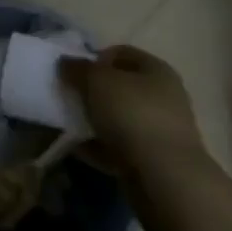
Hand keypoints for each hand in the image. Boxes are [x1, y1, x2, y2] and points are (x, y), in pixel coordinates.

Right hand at [60, 45, 210, 175]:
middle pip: (121, 87)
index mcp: (156, 69)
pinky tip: (80, 150)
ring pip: (120, 118)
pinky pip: (121, 147)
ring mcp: (162, 131)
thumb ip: (77, 68)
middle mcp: (164, 96)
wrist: (165, 178)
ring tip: (71, 125)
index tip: (75, 72)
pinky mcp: (155, 161)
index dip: (95, 58)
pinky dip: (101, 147)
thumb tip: (66, 63)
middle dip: (93, 92)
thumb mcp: (97, 81)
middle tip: (71, 98)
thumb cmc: (132, 114)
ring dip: (95, 120)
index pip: (121, 53)